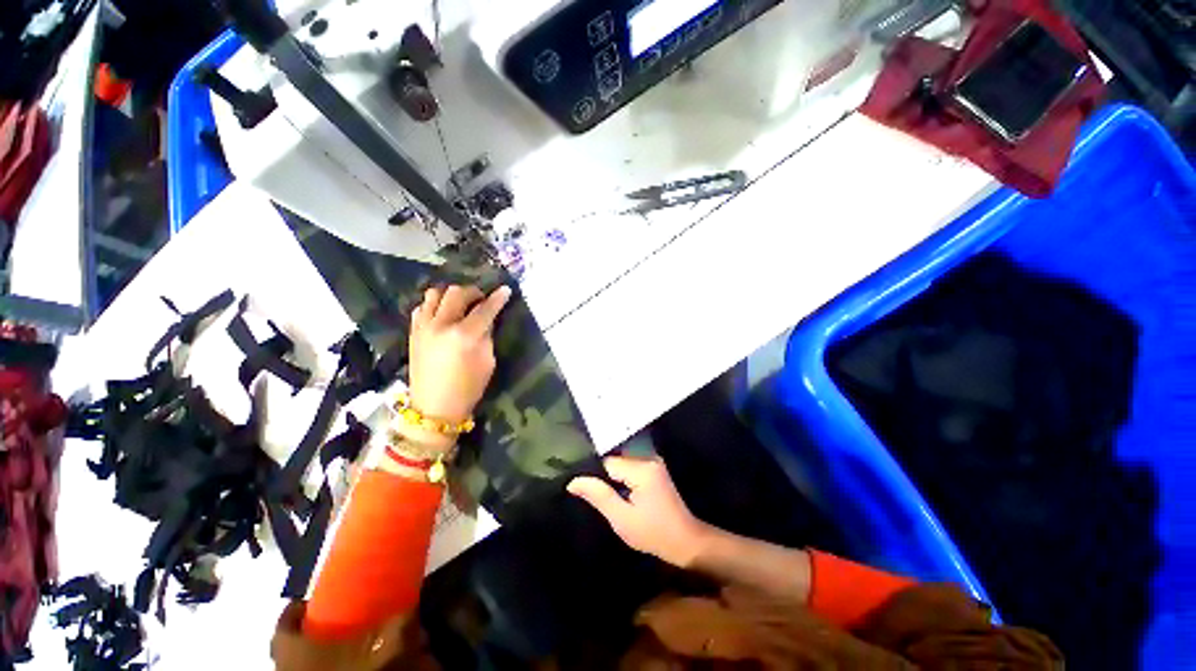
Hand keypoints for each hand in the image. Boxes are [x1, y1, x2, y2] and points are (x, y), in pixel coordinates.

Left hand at [405, 285, 511, 447]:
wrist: (433, 409)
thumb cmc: (466, 391)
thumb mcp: (487, 365)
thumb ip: (486, 337)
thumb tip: (486, 319)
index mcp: (463, 336)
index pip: (484, 309)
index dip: (497, 298)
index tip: (505, 290)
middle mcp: (441, 325)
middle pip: (457, 293)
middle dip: (472, 292)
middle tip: (480, 300)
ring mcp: (424, 327)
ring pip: (435, 293)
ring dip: (449, 295)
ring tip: (457, 305)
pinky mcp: (413, 332)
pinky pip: (422, 307)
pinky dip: (432, 306)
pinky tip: (440, 315)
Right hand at [567, 456, 710, 568]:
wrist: (685, 542)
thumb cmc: (653, 532)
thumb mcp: (621, 517)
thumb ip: (598, 495)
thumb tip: (572, 480)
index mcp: (642, 468)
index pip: (605, 462)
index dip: (591, 477)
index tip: (580, 492)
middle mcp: (649, 460)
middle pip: (613, 462)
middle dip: (600, 478)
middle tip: (587, 496)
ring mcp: (654, 467)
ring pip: (620, 467)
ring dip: (610, 481)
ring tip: (597, 497)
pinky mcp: (656, 475)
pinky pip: (630, 472)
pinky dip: (620, 483)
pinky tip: (614, 498)